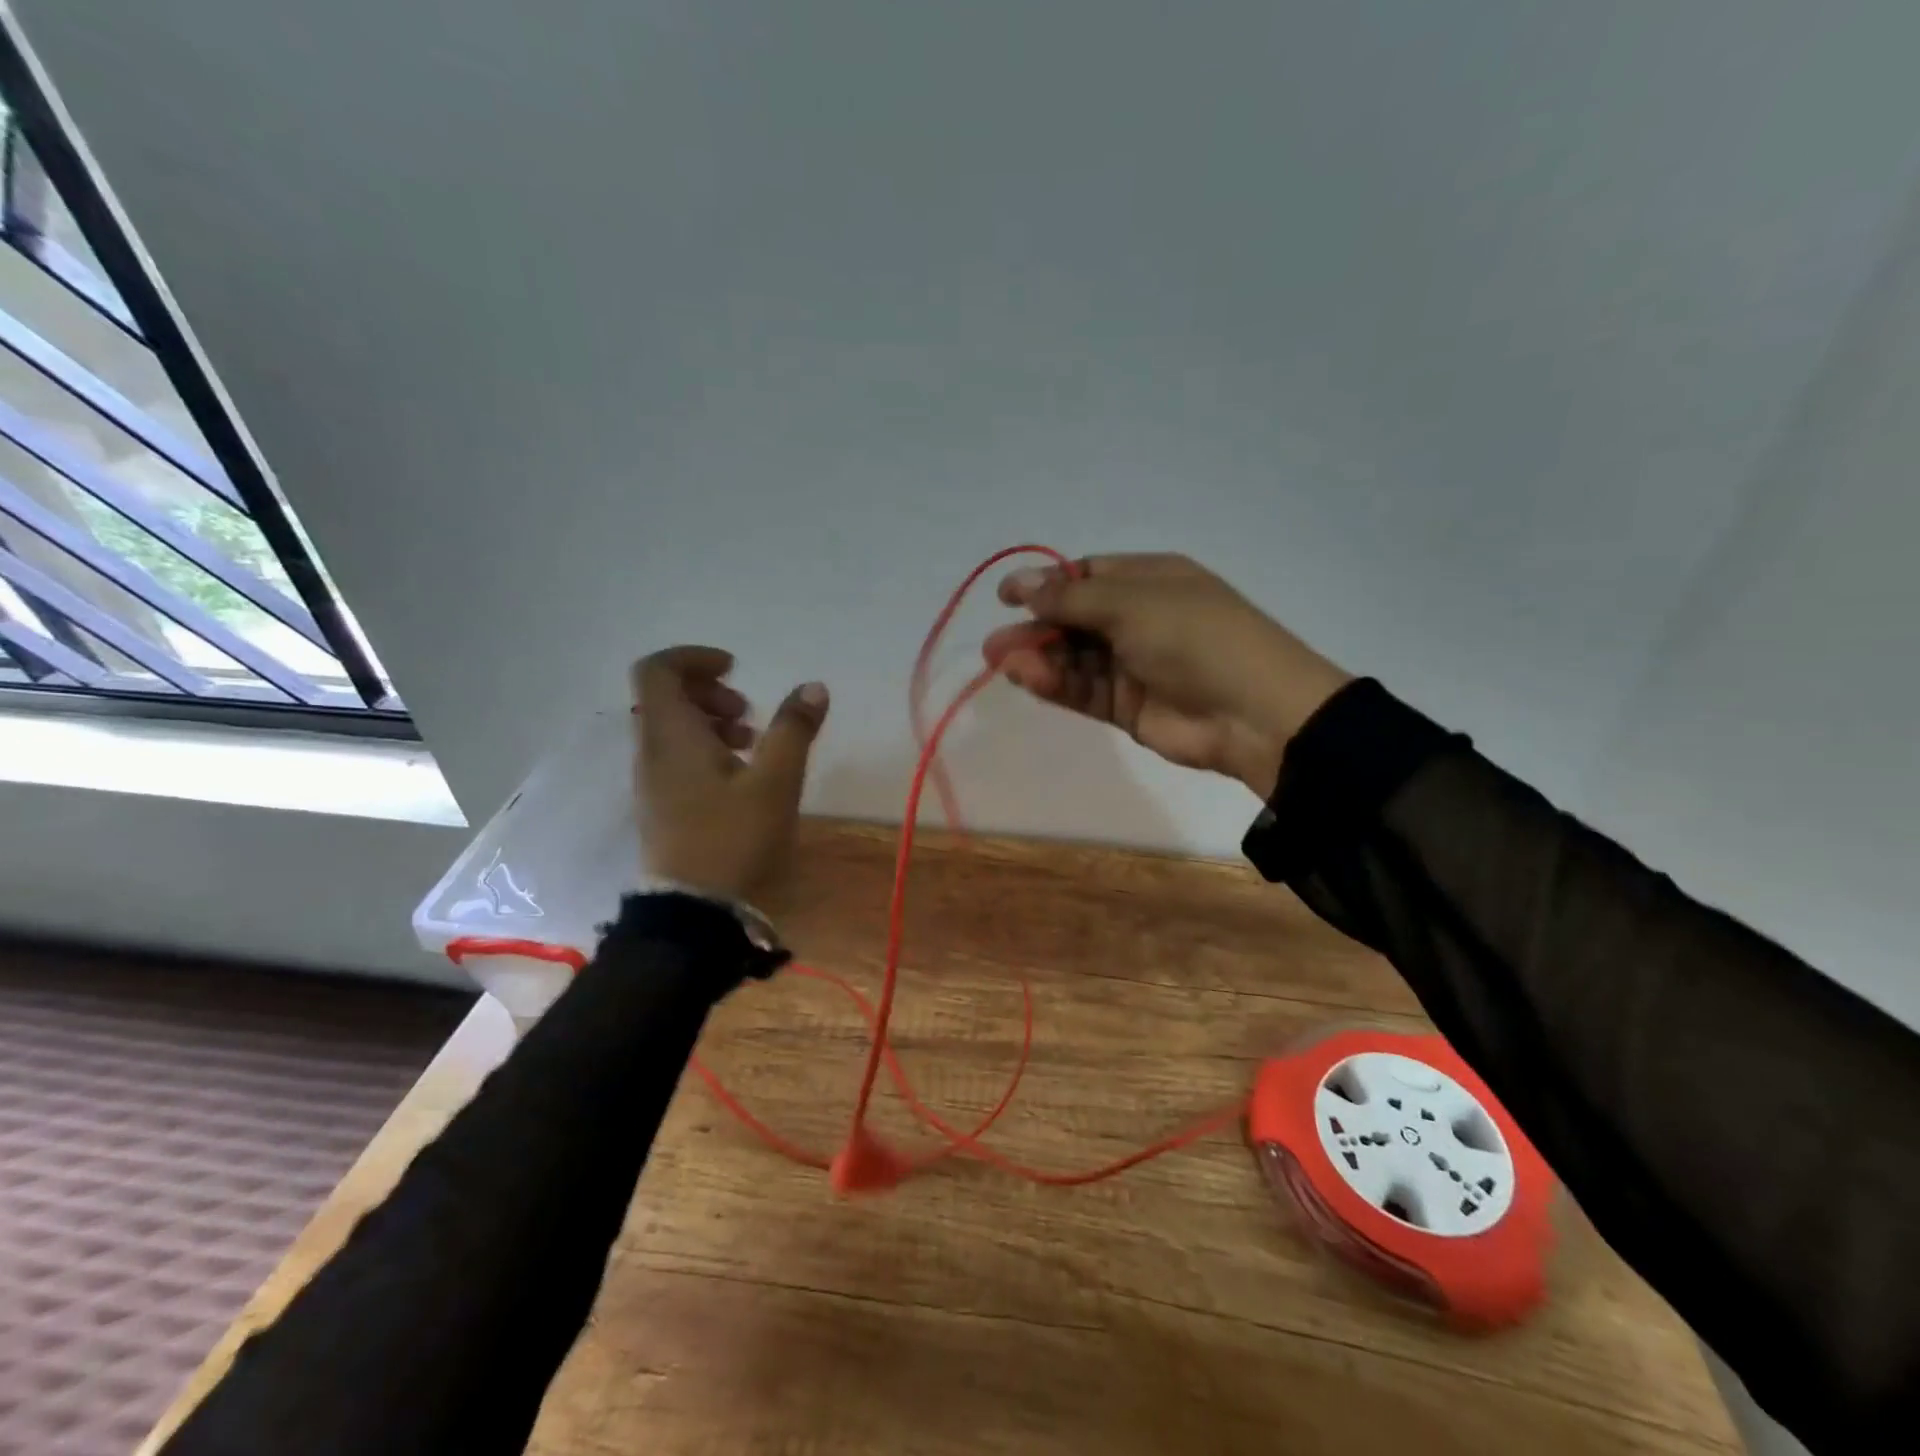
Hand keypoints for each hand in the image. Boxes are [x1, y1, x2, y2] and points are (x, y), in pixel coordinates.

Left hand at [630, 646, 828, 901]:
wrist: (696, 915)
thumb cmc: (734, 839)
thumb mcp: (776, 781)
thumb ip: (794, 729)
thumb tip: (813, 687)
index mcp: (671, 735)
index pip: (658, 670)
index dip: (695, 657)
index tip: (736, 669)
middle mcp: (652, 751)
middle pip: (665, 696)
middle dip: (710, 692)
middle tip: (748, 714)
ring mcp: (652, 781)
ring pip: (672, 729)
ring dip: (711, 722)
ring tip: (753, 744)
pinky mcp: (661, 807)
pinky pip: (676, 757)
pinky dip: (705, 749)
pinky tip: (741, 776)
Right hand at [982, 554, 1350, 797]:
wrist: (1253, 712)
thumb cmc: (1195, 637)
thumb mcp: (1132, 604)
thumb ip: (1071, 599)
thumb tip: (1020, 583)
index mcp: (1149, 580)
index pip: (1086, 576)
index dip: (1046, 584)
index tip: (1006, 597)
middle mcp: (1138, 618)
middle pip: (1073, 620)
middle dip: (1035, 629)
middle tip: (995, 646)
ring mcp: (1132, 664)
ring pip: (1074, 659)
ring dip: (1039, 659)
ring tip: (1003, 664)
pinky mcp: (1127, 706)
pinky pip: (1083, 690)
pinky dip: (1055, 684)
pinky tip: (1028, 679)